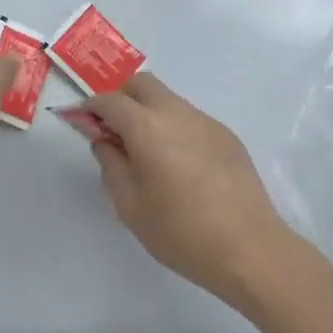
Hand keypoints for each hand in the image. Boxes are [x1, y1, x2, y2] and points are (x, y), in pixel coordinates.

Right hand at [82, 72, 291, 307]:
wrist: (251, 249)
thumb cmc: (183, 233)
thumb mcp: (131, 207)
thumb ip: (111, 165)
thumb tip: (104, 140)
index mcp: (147, 127)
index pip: (111, 100)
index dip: (91, 106)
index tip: (81, 121)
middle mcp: (176, 112)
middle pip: (141, 83)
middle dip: (120, 96)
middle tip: (111, 128)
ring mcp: (204, 120)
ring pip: (167, 98)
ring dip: (147, 110)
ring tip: (145, 149)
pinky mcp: (225, 134)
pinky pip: (189, 117)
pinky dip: (173, 125)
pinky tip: (179, 163)